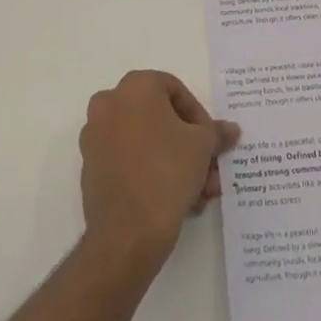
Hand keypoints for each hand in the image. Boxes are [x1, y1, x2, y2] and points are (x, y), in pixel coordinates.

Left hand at [79, 70, 239, 264]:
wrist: (126, 233)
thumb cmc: (167, 172)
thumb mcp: (203, 147)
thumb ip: (216, 132)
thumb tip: (230, 129)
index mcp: (134, 87)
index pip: (175, 90)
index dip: (199, 116)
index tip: (211, 142)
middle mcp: (109, 104)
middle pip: (160, 118)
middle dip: (189, 145)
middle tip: (209, 170)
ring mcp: (95, 137)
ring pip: (145, 143)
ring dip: (175, 163)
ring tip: (199, 194)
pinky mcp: (90, 169)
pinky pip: (129, 162)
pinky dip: (152, 173)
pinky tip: (176, 202)